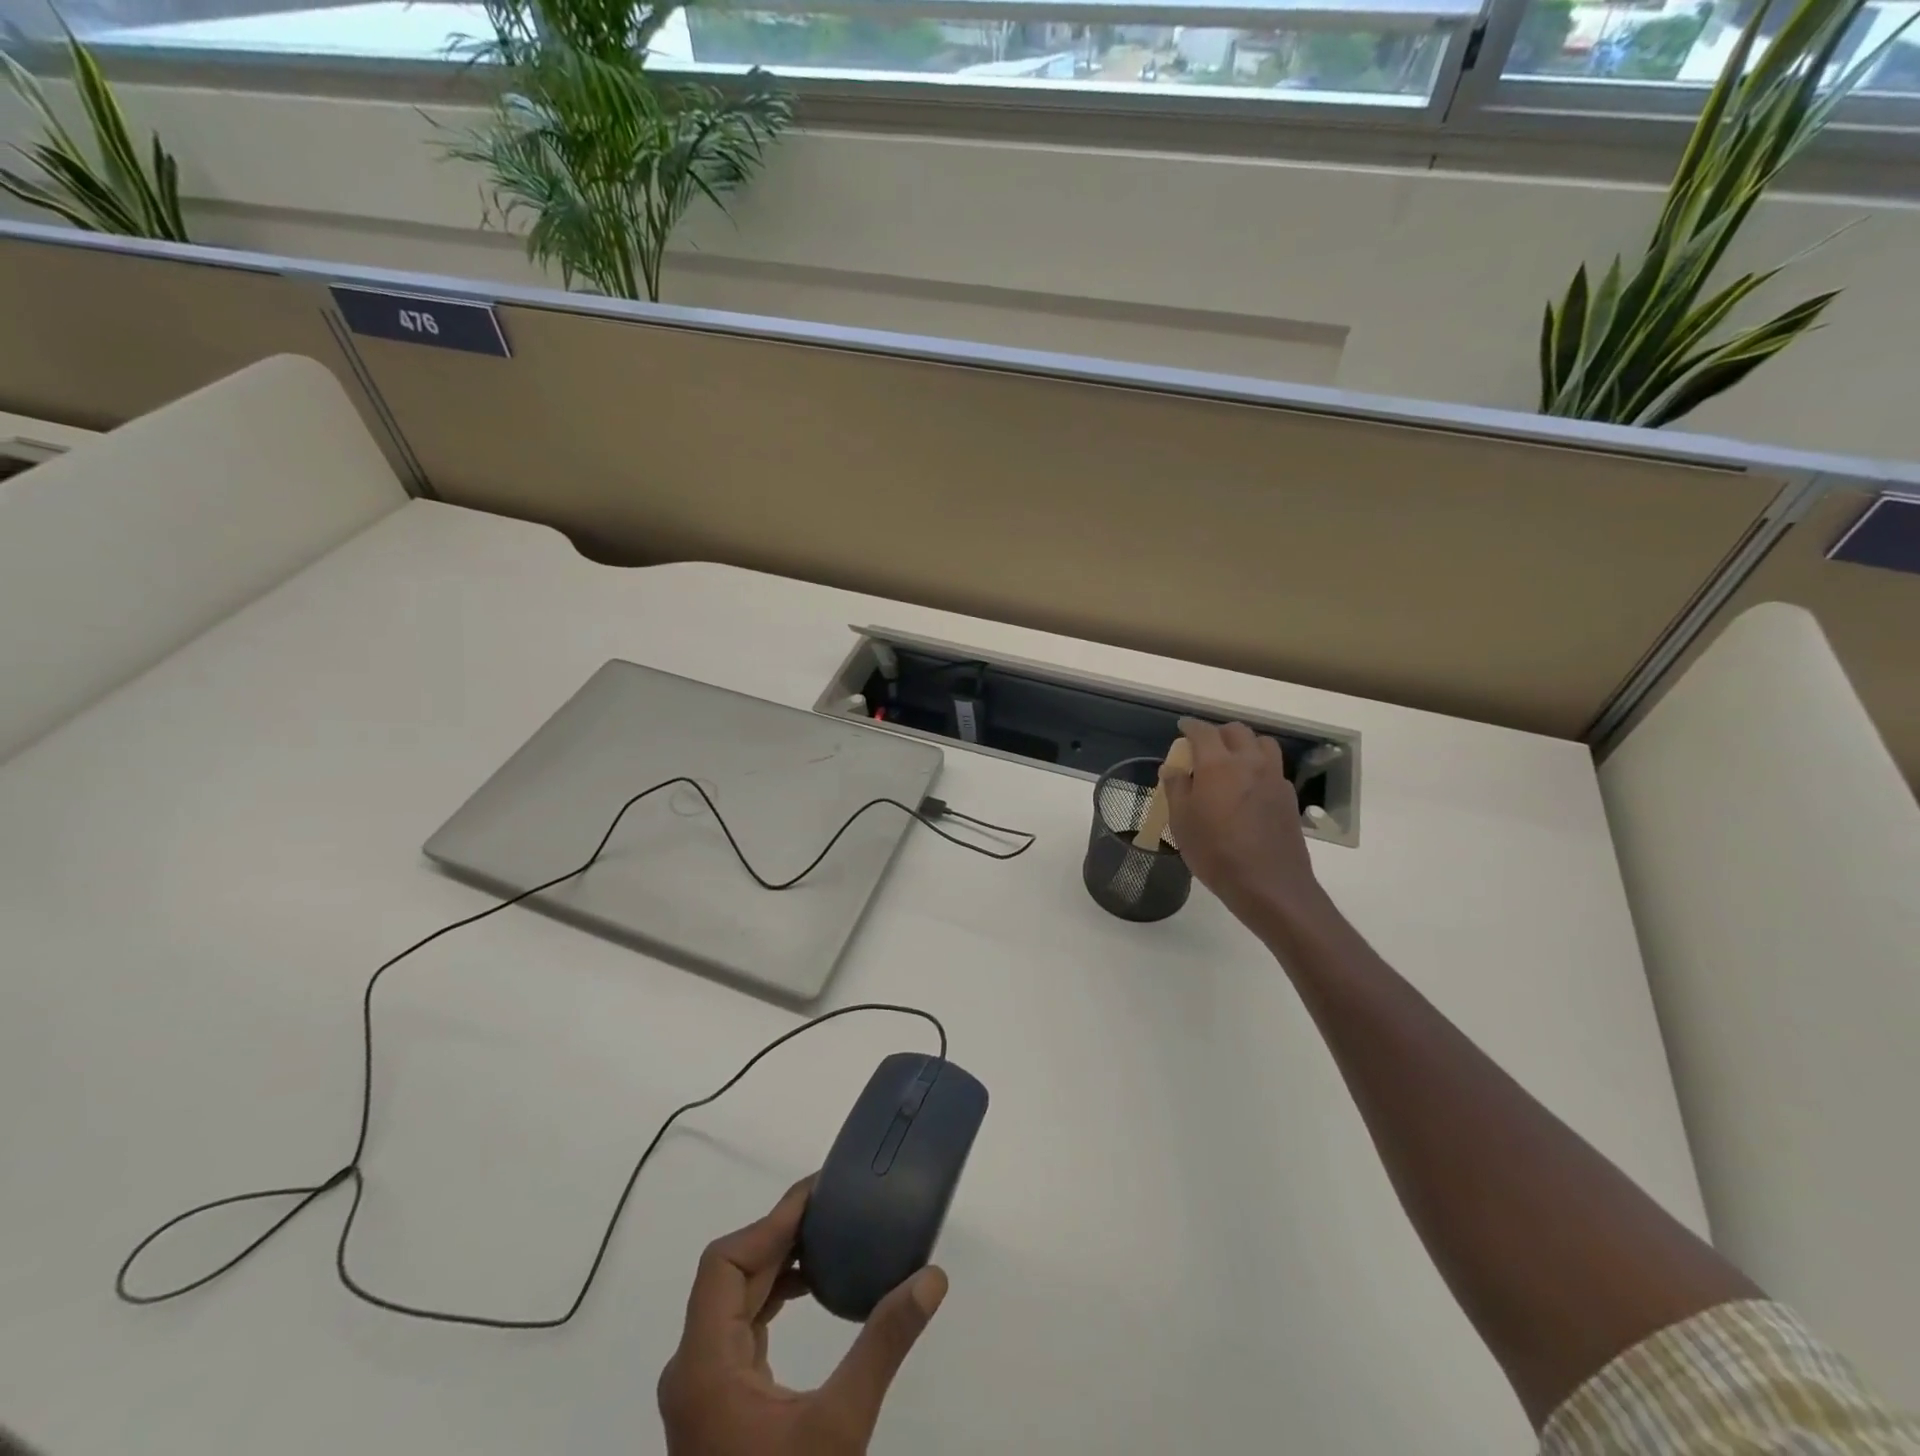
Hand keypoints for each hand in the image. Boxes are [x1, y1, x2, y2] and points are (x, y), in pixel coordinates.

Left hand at [658, 1178, 947, 1455]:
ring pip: (733, 1298)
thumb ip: (882, 1344)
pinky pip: (741, 1326)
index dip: (770, 1222)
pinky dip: (774, 1298)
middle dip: (780, 1236)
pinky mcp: (719, 1403)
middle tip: (834, 1208)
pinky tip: (812, 1292)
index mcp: (704, 1366)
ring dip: (777, 1264)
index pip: (725, 1263)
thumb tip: (932, 1278)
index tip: (818, 1195)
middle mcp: (692, 1368)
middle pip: (730, 1275)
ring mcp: (702, 1388)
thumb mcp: (840, 1427)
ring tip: (829, 1240)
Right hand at [1163, 717, 1325, 929]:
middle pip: (1237, 731)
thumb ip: (1176, 789)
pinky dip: (1259, 767)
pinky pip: (1273, 768)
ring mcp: (1274, 778)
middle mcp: (1249, 763)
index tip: (1182, 728)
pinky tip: (1250, 787)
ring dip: (1245, 744)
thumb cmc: (1216, 853)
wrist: (1269, 885)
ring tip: (1231, 761)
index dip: (1190, 726)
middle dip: (1218, 733)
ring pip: (1262, 744)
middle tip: (1204, 746)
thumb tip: (1172, 768)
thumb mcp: (1182, 822)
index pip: (1203, 732)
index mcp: (1218, 765)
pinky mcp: (1288, 797)